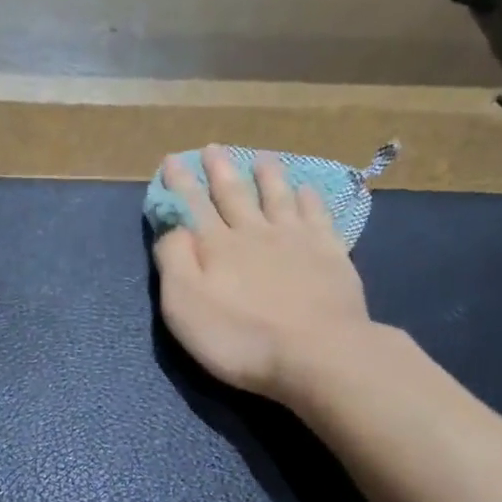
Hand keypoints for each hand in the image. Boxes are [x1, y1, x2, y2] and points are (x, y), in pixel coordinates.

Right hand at [153, 145, 373, 403]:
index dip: (180, 183)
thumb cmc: (240, 338)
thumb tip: (172, 228)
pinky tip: (307, 190)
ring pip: (278, 197)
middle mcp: (255, 233)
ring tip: (261, 158)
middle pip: (235, 194)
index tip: (171, 160)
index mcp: (217, 246)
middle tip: (212, 148)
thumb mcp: (185, 307)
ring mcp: (296, 240)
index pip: (192, 206)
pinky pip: (317, 215)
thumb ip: (174, 262)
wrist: (317, 353)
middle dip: (220, 170)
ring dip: (267, 176)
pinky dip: (309, 198)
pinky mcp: (330, 254)